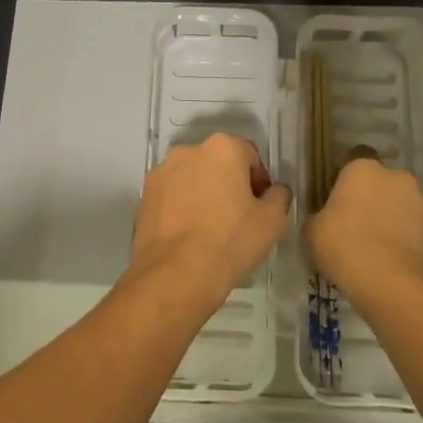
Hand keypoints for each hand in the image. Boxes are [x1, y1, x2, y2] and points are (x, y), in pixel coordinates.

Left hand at [128, 133, 289, 314]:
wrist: (174, 275)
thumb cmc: (230, 241)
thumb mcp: (273, 221)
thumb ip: (279, 196)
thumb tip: (274, 191)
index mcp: (222, 148)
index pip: (250, 156)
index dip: (259, 181)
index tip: (260, 208)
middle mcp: (188, 150)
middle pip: (218, 163)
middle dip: (229, 184)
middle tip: (238, 218)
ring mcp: (161, 173)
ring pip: (192, 179)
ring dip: (202, 194)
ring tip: (210, 230)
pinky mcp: (143, 196)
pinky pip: (171, 197)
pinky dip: (181, 209)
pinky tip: (188, 237)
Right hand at [305, 150, 422, 300]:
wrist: (391, 285)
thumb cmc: (344, 247)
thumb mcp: (312, 231)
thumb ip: (318, 215)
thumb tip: (324, 217)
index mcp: (362, 168)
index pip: (353, 159)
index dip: (344, 179)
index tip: (336, 199)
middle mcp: (395, 176)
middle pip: (379, 181)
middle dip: (370, 196)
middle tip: (355, 223)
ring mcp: (419, 201)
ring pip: (399, 203)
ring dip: (390, 216)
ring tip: (375, 246)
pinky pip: (413, 226)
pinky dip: (404, 236)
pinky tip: (391, 258)